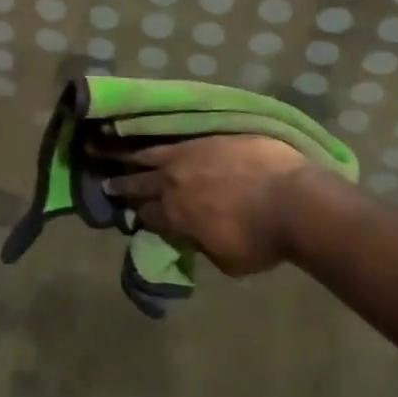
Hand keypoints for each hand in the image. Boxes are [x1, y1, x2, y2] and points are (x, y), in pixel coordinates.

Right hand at [102, 136, 307, 275]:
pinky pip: (176, 137)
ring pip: (151, 154)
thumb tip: (197, 238)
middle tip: (104, 182)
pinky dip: (160, 140)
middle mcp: (174, 182)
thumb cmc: (262, 239)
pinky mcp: (209, 137)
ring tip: (113, 150)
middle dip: (121, 184)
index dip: (139, 216)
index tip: (132, 214)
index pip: (148, 215)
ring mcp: (190, 154)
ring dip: (130, 155)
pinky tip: (153, 137)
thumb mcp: (227, 259)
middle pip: (140, 183)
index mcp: (175, 214)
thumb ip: (204, 245)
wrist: (293, 200)